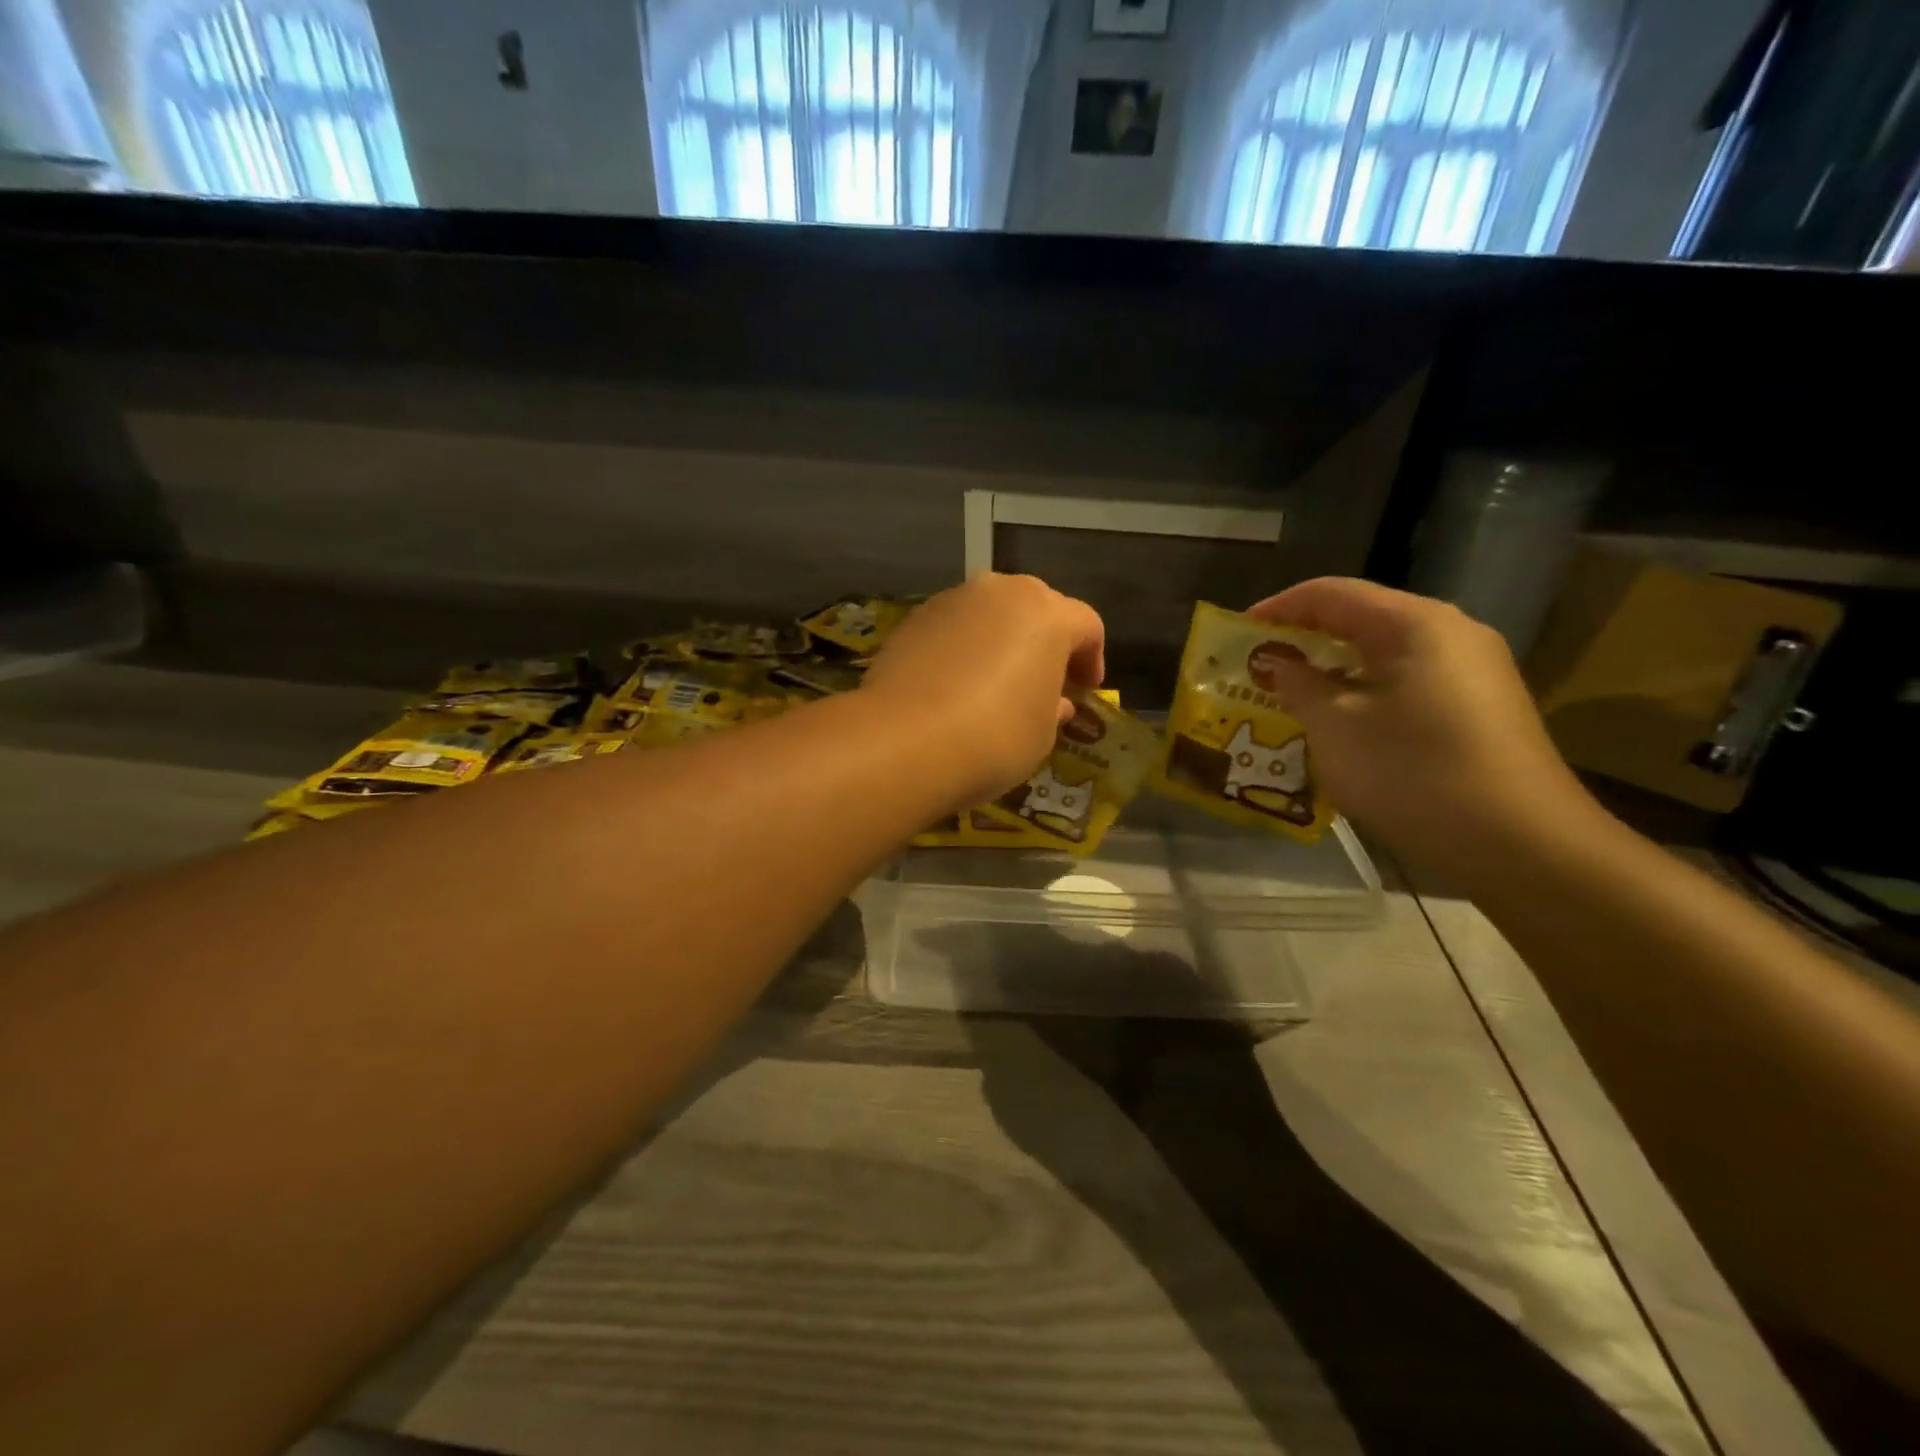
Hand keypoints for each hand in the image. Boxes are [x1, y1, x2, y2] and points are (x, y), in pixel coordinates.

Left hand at [862, 573, 1104, 807]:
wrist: (904, 741)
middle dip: (1046, 640)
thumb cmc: (994, 738)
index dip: (1092, 658)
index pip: (1086, 625)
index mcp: (1047, 613)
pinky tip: (956, 684)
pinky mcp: (913, 619)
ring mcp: (952, 601)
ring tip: (997, 681)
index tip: (1086, 689)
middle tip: (1046, 679)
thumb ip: (1053, 709)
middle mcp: (1001, 592)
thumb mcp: (1042, 734)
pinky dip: (963, 648)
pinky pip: (953, 628)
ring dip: (1002, 640)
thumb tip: (1055, 702)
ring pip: (990, 612)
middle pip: (1036, 607)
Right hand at [1247, 578, 1600, 873]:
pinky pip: (1408, 682)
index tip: (1238, 631)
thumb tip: (1280, 663)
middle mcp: (1450, 633)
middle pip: (1362, 618)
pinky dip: (1365, 691)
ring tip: (1292, 694)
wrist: (1522, 844)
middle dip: (1305, 639)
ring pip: (1385, 654)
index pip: (1332, 594)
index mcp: (1414, 623)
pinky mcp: (1481, 707)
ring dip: (1334, 669)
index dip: (1279, 607)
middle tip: (1260, 664)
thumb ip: (1299, 685)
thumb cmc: (1413, 772)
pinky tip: (1342, 722)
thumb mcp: (1335, 727)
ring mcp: (1473, 671)